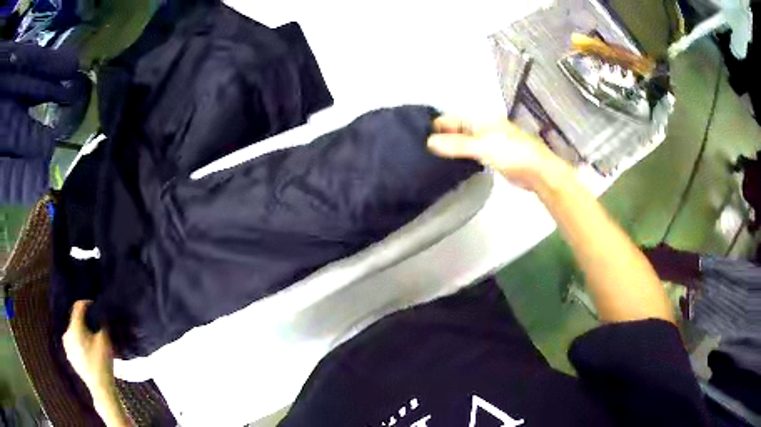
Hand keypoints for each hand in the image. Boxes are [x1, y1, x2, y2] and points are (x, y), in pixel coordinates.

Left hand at [62, 300, 115, 396]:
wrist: (100, 388)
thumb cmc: (102, 363)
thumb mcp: (105, 340)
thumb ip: (102, 323)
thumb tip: (100, 313)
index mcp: (74, 328)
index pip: (78, 306)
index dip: (87, 303)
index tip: (96, 305)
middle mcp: (66, 333)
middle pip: (75, 319)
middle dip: (85, 320)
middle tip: (96, 325)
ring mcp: (66, 345)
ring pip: (74, 331)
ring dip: (82, 330)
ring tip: (92, 338)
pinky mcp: (69, 355)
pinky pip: (73, 341)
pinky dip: (80, 341)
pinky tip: (88, 349)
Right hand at [427, 116, 571, 190]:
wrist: (537, 171)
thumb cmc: (512, 154)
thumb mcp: (483, 147)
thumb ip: (457, 144)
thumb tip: (429, 142)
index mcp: (482, 119)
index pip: (453, 118)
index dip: (437, 124)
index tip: (418, 133)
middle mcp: (484, 126)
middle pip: (458, 128)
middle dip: (442, 135)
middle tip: (421, 147)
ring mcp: (489, 141)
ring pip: (465, 140)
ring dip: (452, 145)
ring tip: (431, 155)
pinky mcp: (493, 155)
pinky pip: (472, 151)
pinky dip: (462, 154)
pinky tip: (452, 162)